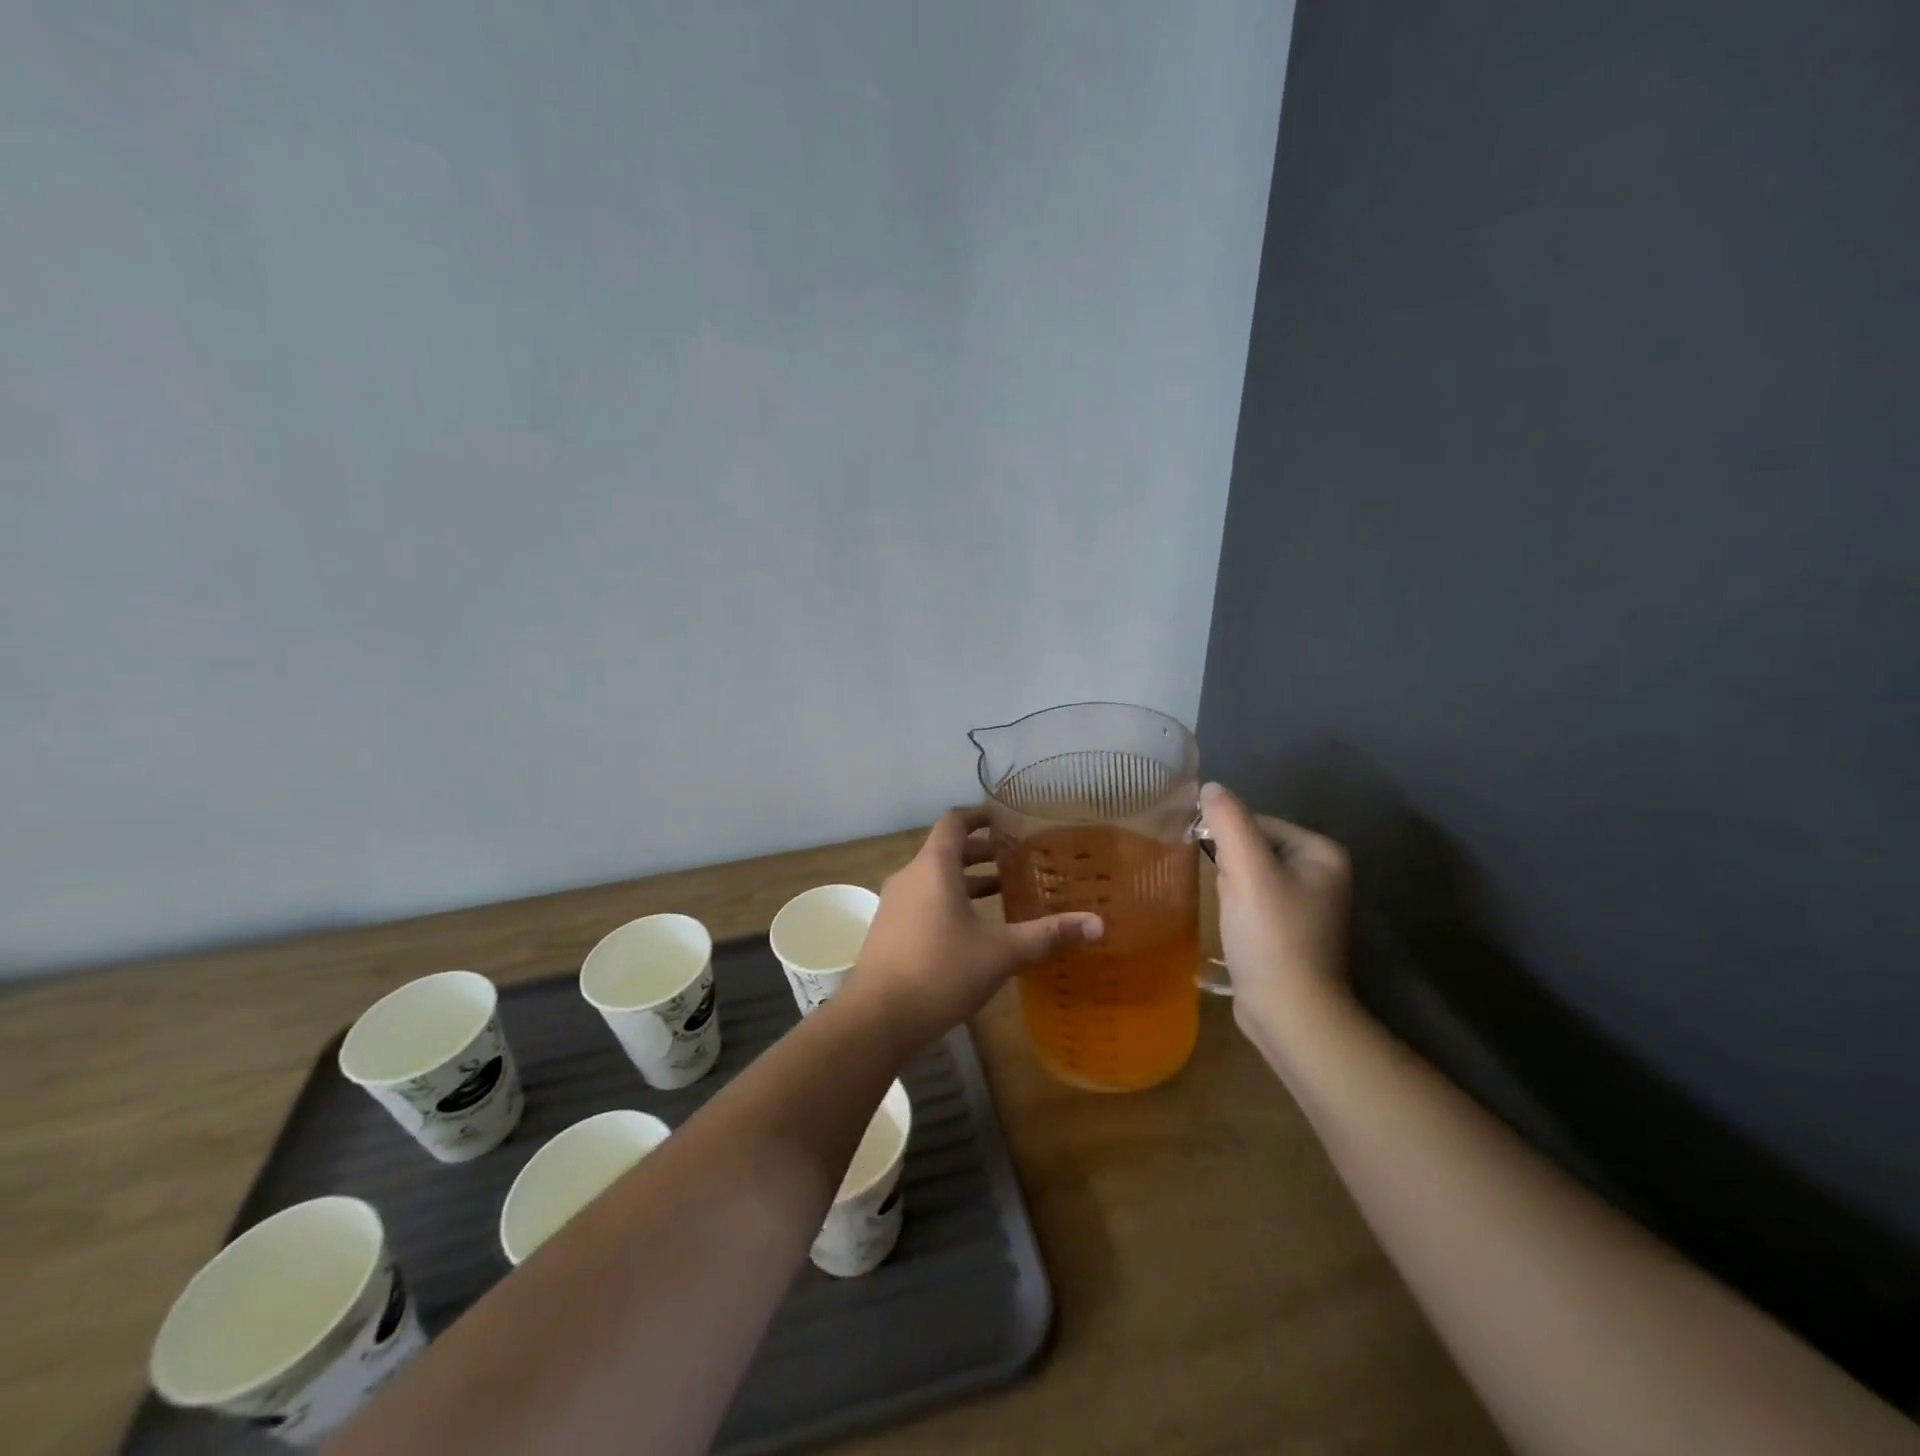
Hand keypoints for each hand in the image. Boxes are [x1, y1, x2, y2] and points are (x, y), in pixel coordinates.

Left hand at [846, 807, 1102, 1053]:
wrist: (877, 1018)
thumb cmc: (940, 972)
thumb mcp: (1000, 953)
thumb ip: (1047, 935)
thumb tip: (1098, 925)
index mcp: (933, 868)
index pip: (954, 822)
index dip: (979, 815)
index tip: (1005, 818)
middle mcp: (910, 876)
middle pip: (946, 850)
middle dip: (980, 851)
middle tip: (1015, 858)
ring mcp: (894, 904)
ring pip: (934, 878)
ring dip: (965, 879)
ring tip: (1001, 891)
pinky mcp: (889, 929)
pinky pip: (922, 899)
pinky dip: (948, 899)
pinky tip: (972, 928)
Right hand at [1200, 782, 1352, 1041]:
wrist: (1290, 1012)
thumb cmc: (1271, 935)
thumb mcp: (1246, 870)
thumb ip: (1228, 821)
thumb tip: (1210, 786)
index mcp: (1322, 852)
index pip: (1257, 822)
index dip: (1226, 840)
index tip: (1215, 868)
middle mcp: (1323, 873)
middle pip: (1254, 848)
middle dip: (1228, 865)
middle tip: (1223, 894)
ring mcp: (1310, 905)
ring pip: (1251, 876)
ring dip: (1229, 887)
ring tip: (1225, 912)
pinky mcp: (1292, 932)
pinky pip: (1255, 902)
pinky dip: (1237, 908)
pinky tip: (1230, 927)